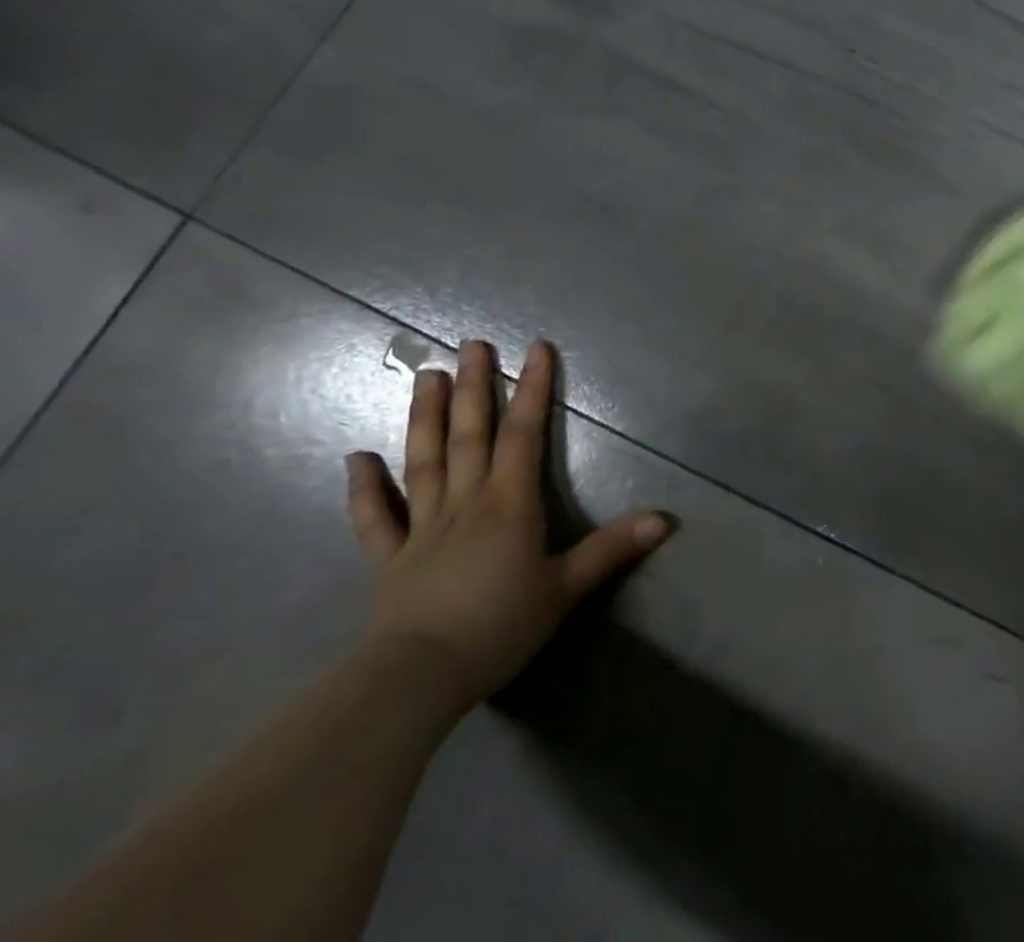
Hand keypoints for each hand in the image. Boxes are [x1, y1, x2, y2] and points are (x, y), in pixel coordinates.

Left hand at [344, 339, 672, 710]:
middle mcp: (465, 502)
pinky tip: (357, 457)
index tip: (536, 348)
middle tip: (472, 344)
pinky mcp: (389, 558)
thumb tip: (666, 519)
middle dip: (476, 387)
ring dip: (425, 417)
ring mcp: (422, 527)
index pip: (524, 435)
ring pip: (425, 461)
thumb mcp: (565, 589)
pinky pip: (375, 517)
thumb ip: (612, 549)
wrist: (418, 678)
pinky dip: (365, 487)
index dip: (533, 389)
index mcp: (509, 504)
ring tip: (426, 375)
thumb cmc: (500, 627)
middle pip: (470, 435)